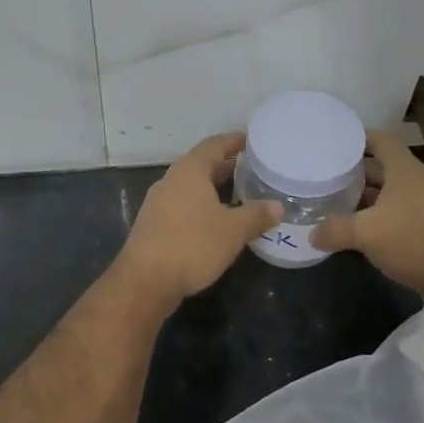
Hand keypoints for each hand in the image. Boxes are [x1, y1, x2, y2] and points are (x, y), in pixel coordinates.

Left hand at [115, 133, 281, 310]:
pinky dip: (203, 207)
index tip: (252, 141)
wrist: (145, 281)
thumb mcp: (233, 231)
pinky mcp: (154, 224)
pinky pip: (184, 206)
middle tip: (254, 172)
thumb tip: (277, 206)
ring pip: (192, 188)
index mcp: (189, 171)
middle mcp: (171, 180)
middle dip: (228, 168)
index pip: (214, 145)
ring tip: (242, 197)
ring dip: (215, 190)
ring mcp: (159, 203)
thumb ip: (256, 215)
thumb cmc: (192, 245)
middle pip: (202, 165)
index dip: (234, 141)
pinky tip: (218, 222)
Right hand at [311, 129, 423, 309]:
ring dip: (358, 197)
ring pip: (382, 194)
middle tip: (319, 173)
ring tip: (327, 200)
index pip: (379, 139)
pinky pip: (389, 217)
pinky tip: (348, 231)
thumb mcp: (366, 233)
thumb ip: (334, 229)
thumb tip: (312, 235)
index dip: (356, 136)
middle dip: (351, 170)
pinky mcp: (420, 231)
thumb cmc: (416, 240)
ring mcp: (418, 208)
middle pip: (378, 167)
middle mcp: (412, 183)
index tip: (330, 140)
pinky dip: (369, 220)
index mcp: (403, 170)